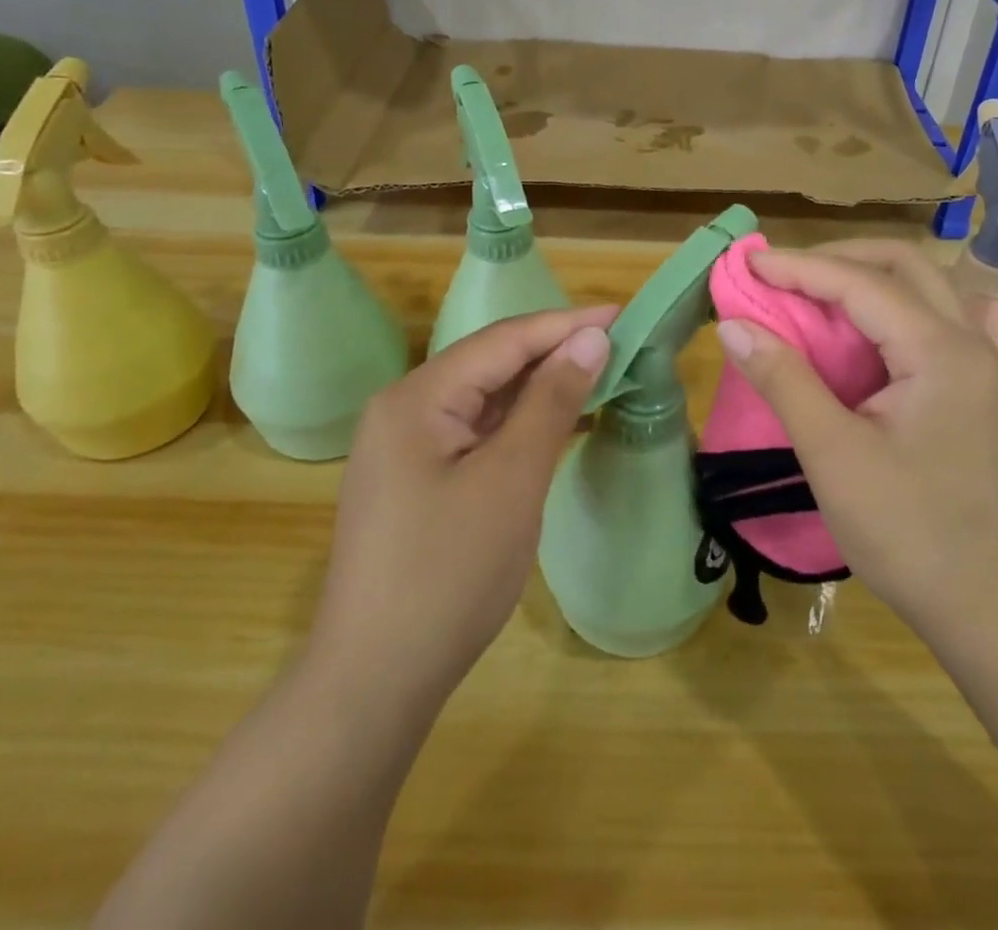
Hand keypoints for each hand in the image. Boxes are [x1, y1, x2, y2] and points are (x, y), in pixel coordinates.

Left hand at [309, 307, 615, 713]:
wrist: (375, 682)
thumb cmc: (449, 572)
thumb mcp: (512, 479)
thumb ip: (551, 400)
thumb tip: (591, 339)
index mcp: (417, 397)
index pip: (503, 340)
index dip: (565, 324)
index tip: (622, 315)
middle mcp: (404, 409)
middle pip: (491, 363)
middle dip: (554, 352)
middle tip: (618, 345)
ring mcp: (405, 447)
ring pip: (484, 399)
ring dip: (539, 388)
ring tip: (599, 376)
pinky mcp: (416, 480)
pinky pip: (475, 433)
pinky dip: (519, 425)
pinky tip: (556, 424)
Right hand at [714, 246, 997, 644]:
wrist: (992, 609)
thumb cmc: (910, 534)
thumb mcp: (834, 456)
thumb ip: (784, 380)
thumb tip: (733, 325)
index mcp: (942, 352)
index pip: (862, 283)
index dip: (799, 268)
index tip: (748, 261)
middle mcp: (967, 343)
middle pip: (902, 266)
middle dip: (837, 259)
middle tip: (781, 273)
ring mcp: (976, 366)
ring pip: (916, 291)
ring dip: (858, 282)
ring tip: (803, 295)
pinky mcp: (970, 390)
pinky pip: (920, 324)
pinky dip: (875, 314)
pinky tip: (841, 336)